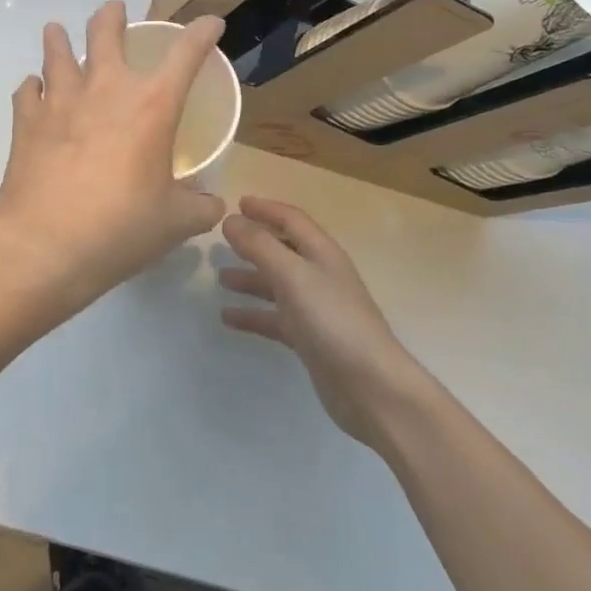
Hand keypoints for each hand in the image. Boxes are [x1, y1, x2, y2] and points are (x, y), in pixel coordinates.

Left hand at [0, 1, 227, 333]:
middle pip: (107, 32)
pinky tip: (35, 91)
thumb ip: (200, 207)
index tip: (211, 24)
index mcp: (152, 106)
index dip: (202, 33)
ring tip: (58, 31)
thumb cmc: (119, 229)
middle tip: (114, 10)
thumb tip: (211, 204)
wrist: (43, 245)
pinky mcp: (26, 121)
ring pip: (57, 52)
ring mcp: (60, 101)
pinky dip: (33, 87)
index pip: (186, 54)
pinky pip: (28, 90)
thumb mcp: (175, 223)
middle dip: (113, 15)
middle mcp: (106, 90)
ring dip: (60, 39)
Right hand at [218, 196, 427, 451]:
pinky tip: (228, 318)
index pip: (292, 220)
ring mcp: (316, 309)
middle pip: (283, 250)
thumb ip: (260, 246)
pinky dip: (253, 314)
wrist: (370, 386)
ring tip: (220, 278)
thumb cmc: (332, 321)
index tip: (237, 203)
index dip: (266, 209)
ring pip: (277, 285)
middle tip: (222, 240)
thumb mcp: (292, 276)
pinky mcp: (310, 339)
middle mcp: (320, 275)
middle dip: (254, 243)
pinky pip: (275, 319)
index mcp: (321, 253)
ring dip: (250, 278)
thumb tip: (230, 219)